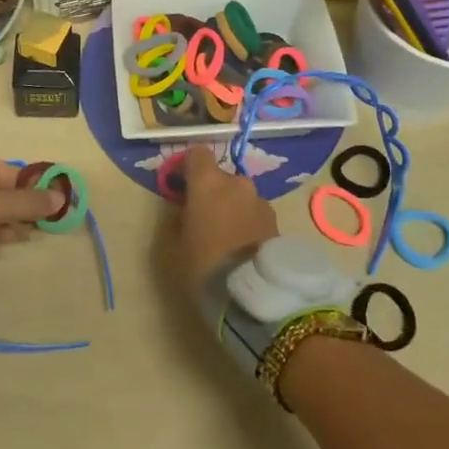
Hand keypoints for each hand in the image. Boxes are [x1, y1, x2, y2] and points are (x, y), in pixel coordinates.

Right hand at [174, 147, 278, 294]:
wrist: (252, 294)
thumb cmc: (202, 264)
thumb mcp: (172, 247)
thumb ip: (175, 221)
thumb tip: (181, 212)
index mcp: (208, 182)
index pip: (197, 153)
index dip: (187, 165)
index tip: (179, 184)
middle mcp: (237, 183)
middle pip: (220, 176)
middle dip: (210, 191)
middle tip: (201, 216)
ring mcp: (260, 201)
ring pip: (239, 195)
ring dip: (231, 207)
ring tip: (224, 236)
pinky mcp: (276, 222)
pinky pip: (254, 213)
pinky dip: (246, 222)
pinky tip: (241, 247)